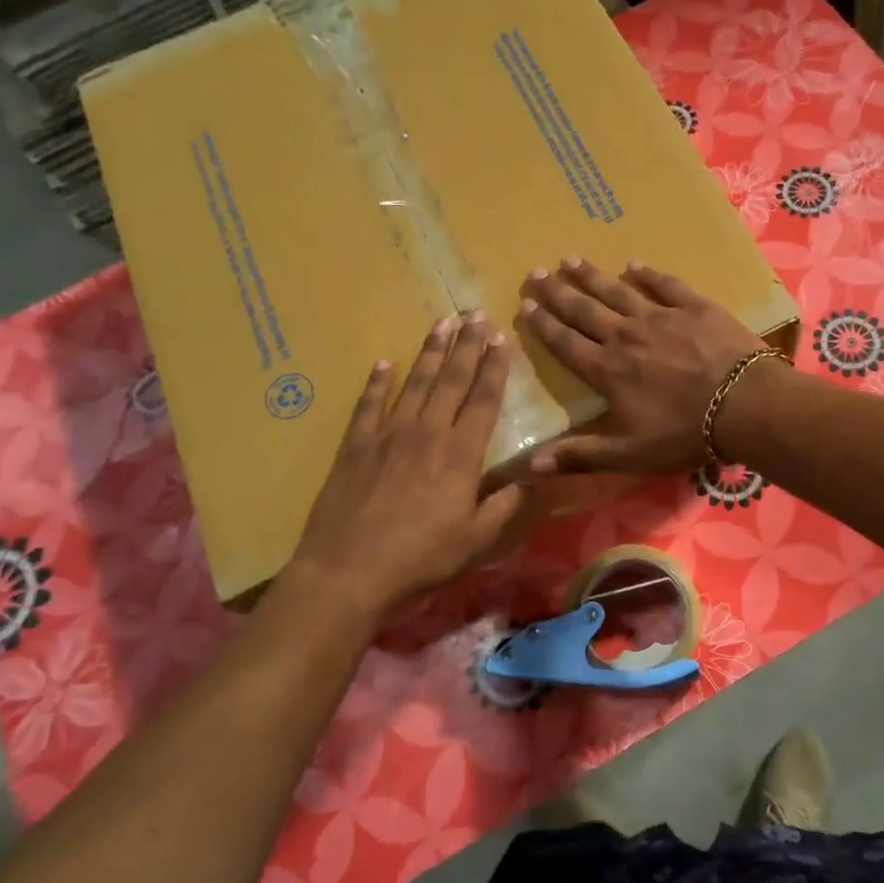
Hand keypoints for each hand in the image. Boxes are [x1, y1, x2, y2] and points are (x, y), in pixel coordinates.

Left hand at [288, 314, 524, 609]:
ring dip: (430, 351)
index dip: (494, 368)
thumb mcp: (476, 539)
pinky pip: (368, 404)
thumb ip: (506, 504)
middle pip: (451, 380)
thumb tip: (534, 477)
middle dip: (466, 345)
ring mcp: (387, 434)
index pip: (483, 400)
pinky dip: (377, 381)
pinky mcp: (355, 445)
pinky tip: (384, 362)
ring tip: (442, 322)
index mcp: (460, 454)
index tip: (501, 339)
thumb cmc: (421, 557)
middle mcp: (427, 432)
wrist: (349, 569)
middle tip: (475, 313)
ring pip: (415, 382)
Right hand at [514, 258, 771, 473]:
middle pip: (584, 310)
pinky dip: (647, 273)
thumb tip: (529, 465)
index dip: (543, 325)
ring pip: (617, 290)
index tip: (525, 306)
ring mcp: (660, 316)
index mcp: (607, 370)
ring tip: (570, 259)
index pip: (565, 343)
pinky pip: (664, 284)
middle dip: (557, 292)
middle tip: (536, 272)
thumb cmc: (685, 434)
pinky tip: (634, 263)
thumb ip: (580, 455)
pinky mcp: (693, 306)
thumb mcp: (629, 454)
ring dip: (591, 275)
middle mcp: (626, 336)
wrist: (745, 404)